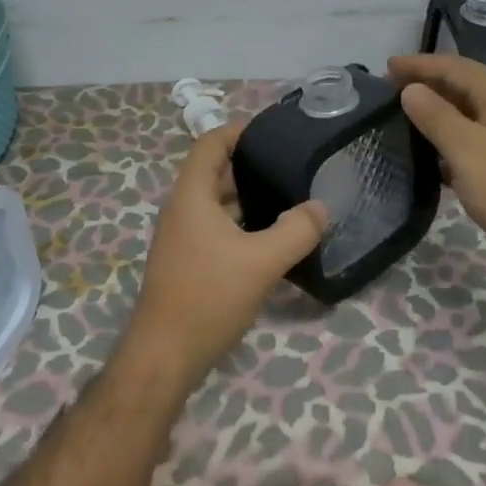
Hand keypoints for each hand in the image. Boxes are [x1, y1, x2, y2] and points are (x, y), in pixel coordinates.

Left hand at [120, 123, 328, 391]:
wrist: (166, 354)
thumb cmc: (209, 296)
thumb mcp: (262, 261)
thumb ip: (296, 230)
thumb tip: (320, 207)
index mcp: (191, 195)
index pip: (210, 143)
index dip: (239, 130)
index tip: (275, 131)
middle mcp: (182, 209)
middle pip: (215, 172)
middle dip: (251, 165)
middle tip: (293, 166)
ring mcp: (182, 237)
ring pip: (218, 203)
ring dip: (249, 198)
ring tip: (290, 198)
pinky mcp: (188, 261)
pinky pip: (217, 228)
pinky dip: (242, 224)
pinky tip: (272, 238)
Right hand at [388, 53, 485, 291]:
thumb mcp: (468, 149)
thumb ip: (436, 116)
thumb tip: (411, 89)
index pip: (455, 67)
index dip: (420, 65)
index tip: (385, 68)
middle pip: (463, 87)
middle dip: (427, 85)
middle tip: (388, 91)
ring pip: (467, 117)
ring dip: (436, 115)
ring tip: (401, 120)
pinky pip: (472, 144)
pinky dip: (448, 144)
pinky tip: (428, 159)